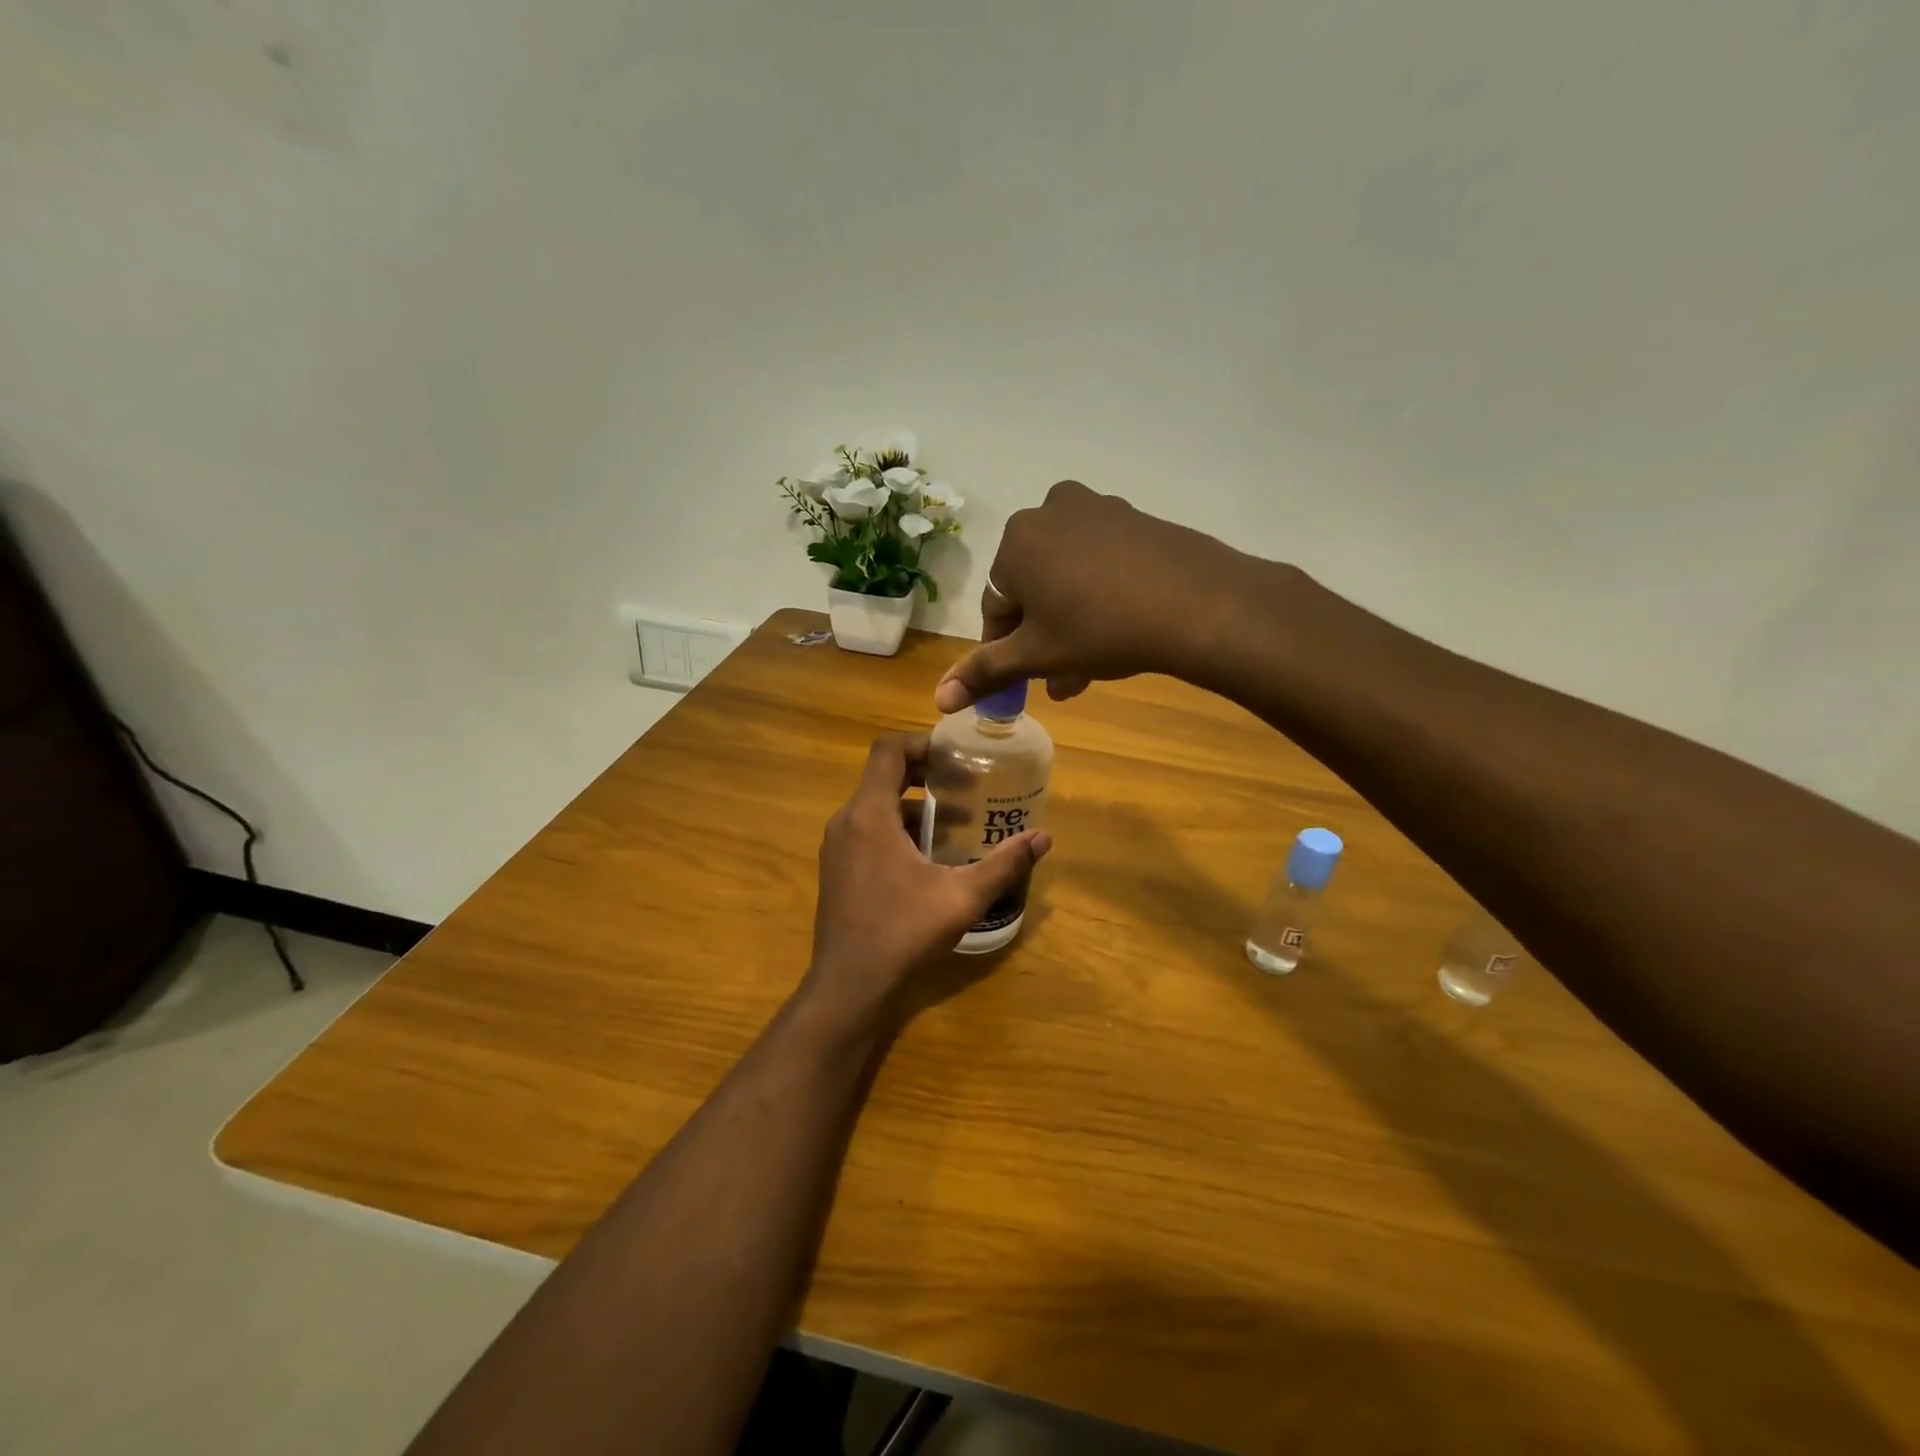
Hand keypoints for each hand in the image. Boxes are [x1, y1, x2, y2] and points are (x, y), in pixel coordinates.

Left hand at [805, 734, 1051, 1025]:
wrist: (849, 985)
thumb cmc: (902, 933)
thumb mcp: (961, 897)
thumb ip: (1004, 864)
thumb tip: (1044, 837)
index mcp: (869, 815)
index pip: (887, 750)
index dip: (921, 743)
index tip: (954, 756)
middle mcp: (846, 821)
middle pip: (882, 775)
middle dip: (924, 775)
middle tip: (964, 787)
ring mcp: (837, 846)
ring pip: (875, 806)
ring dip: (912, 806)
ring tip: (953, 824)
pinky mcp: (837, 868)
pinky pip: (866, 830)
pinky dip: (896, 829)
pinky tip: (927, 858)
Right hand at [934, 481, 1258, 711]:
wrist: (1198, 605)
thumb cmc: (1101, 630)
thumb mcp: (1038, 656)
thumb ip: (984, 673)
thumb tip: (939, 700)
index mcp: (1017, 540)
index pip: (997, 605)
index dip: (1006, 648)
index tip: (1025, 678)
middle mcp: (1050, 511)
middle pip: (1034, 588)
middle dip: (1043, 637)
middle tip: (1062, 679)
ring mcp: (1097, 509)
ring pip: (1068, 576)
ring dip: (1070, 621)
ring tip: (1091, 667)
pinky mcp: (1135, 517)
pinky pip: (1101, 560)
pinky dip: (1100, 594)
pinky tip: (1119, 629)